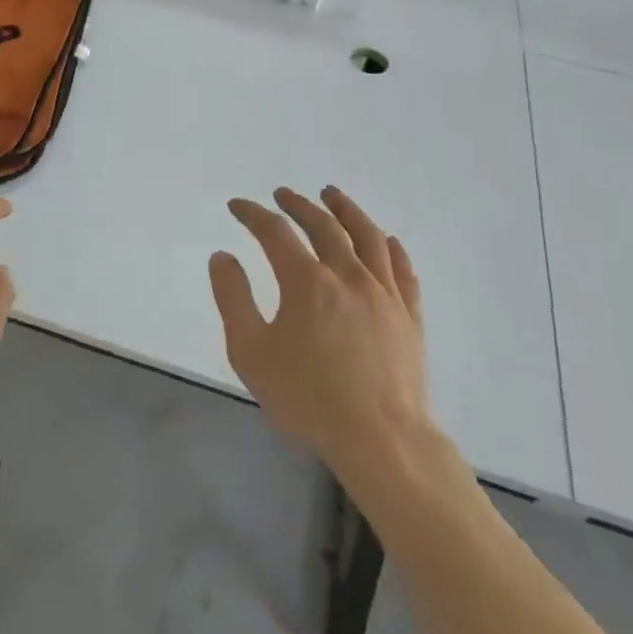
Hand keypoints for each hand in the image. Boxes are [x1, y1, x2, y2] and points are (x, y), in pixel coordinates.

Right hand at [209, 186, 433, 479]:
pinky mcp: (409, 316)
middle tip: (283, 194)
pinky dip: (391, 247)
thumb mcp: (251, 353)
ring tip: (332, 195)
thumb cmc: (308, 398)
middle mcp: (348, 276)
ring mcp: (385, 294)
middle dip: (298, 205)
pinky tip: (386, 239)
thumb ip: (233, 299)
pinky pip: (402, 270)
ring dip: (347, 210)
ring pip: (368, 237)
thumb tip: (223, 257)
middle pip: (324, 226)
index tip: (238, 206)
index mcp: (307, 282)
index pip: (276, 233)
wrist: (381, 439)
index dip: (253, 214)